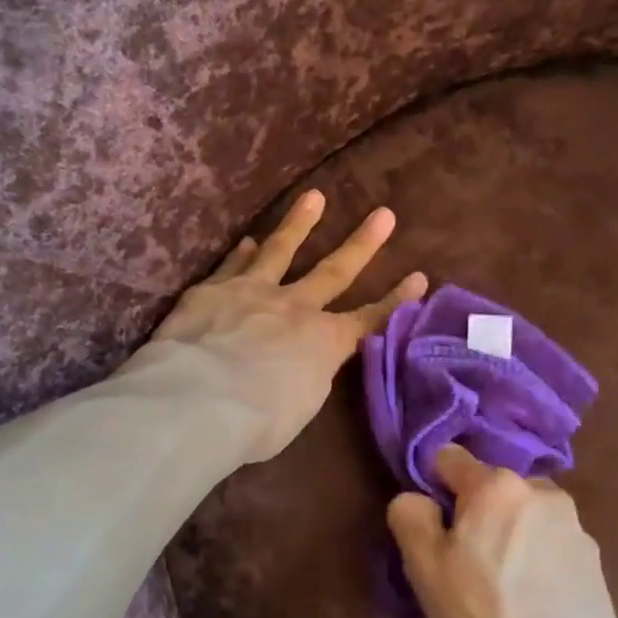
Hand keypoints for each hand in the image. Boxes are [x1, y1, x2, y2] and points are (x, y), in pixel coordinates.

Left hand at [145, 190, 427, 461]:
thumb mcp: (299, 408)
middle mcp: (295, 307)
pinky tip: (249, 240)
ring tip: (313, 196)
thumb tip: (304, 366)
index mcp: (323, 343)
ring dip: (300, 223)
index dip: (396, 300)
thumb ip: (307, 378)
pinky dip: (243, 252)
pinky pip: (233, 265)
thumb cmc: (257, 421)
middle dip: (362, 244)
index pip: (369, 319)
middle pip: (334, 271)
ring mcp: (253, 291)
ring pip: (281, 250)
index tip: (419, 277)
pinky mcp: (213, 289)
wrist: (199, 398)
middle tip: (383, 214)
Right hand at [387, 446, 617, 617]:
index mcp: (496, 484)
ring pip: (524, 515)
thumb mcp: (424, 567)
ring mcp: (575, 526)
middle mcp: (540, 491)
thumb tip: (418, 499)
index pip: (450, 457)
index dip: (434, 486)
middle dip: (476, 512)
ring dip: (510, 534)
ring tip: (502, 588)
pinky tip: (532, 603)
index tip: (432, 525)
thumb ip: (410, 515)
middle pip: (492, 487)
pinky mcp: (596, 561)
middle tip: (466, 563)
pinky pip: (551, 544)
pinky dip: (537, 560)